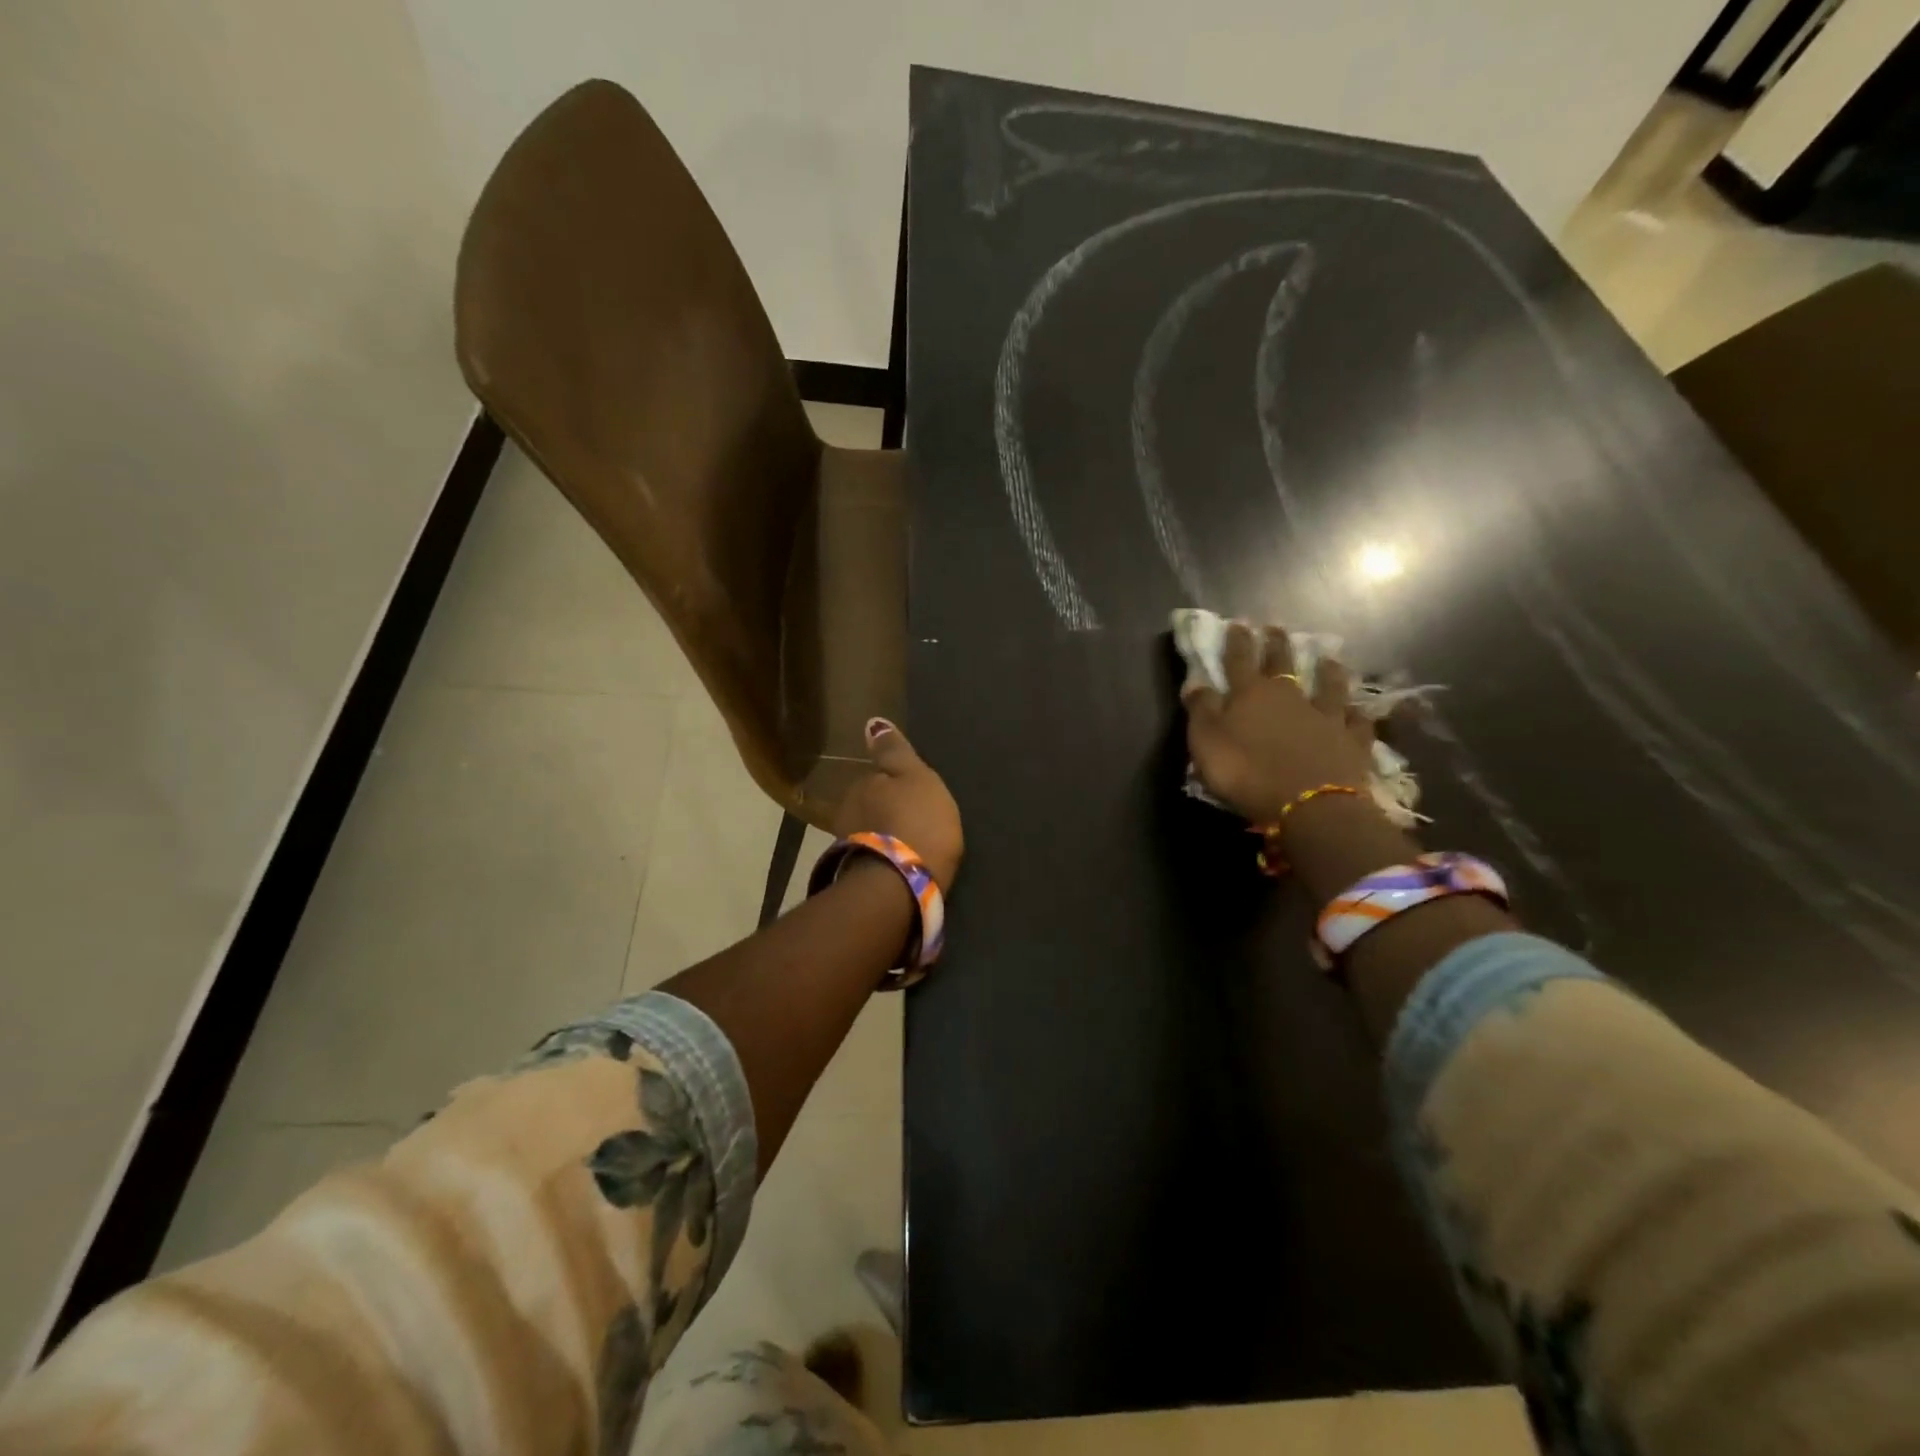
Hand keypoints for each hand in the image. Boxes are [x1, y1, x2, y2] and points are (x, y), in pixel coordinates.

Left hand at [833, 719, 964, 889]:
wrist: (904, 884)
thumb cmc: (919, 821)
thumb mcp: (916, 777)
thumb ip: (894, 752)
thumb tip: (871, 723)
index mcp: (862, 785)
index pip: (875, 777)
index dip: (893, 784)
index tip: (911, 796)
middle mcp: (847, 812)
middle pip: (868, 804)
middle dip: (884, 810)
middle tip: (912, 820)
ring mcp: (848, 845)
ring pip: (868, 831)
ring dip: (882, 834)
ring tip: (907, 844)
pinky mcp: (856, 874)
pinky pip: (873, 856)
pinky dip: (883, 856)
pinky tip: (899, 863)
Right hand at [1182, 622, 1377, 822]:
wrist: (1309, 804)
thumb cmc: (1246, 773)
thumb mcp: (1206, 742)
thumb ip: (1201, 710)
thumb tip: (1196, 682)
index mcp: (1250, 694)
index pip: (1239, 659)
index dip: (1237, 641)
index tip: (1237, 623)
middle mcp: (1290, 696)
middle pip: (1283, 663)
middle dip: (1277, 644)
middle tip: (1276, 628)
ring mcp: (1325, 716)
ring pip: (1328, 685)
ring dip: (1327, 670)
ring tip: (1328, 657)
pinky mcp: (1352, 740)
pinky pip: (1357, 721)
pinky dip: (1357, 713)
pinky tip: (1360, 708)